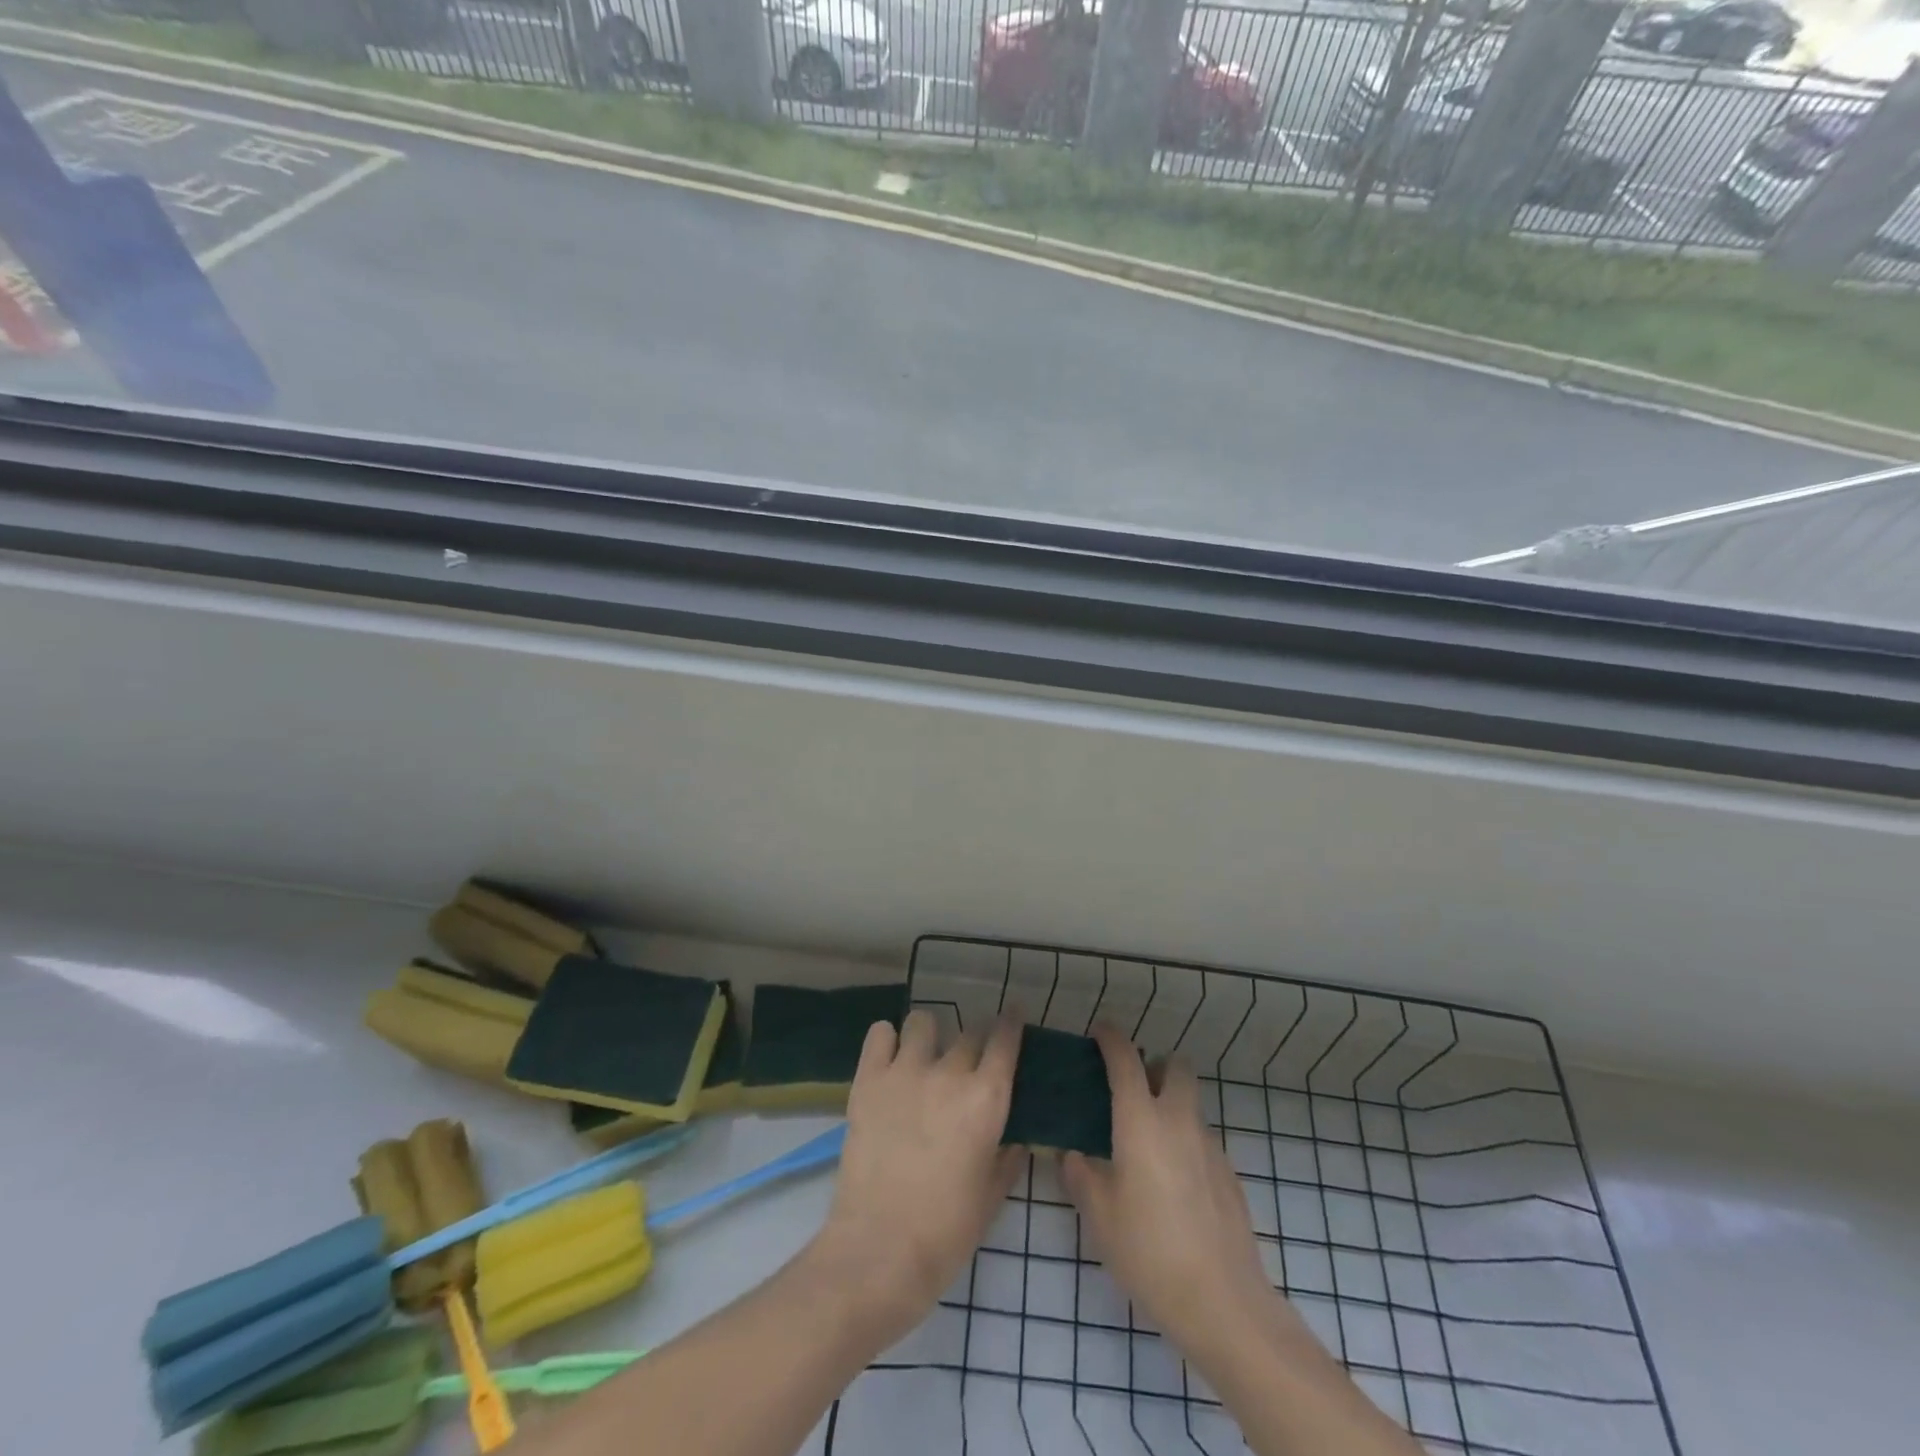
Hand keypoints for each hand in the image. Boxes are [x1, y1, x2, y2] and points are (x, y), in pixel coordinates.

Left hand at [808, 1011, 1025, 1347]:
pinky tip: (890, 1059)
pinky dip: (887, 1040)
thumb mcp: (991, 1198)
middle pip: (969, 1033)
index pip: (1005, 1040)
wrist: (878, 1251)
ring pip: (923, 1023)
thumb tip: (1015, 1138)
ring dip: (929, 1036)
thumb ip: (1007, 1159)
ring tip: (924, 1057)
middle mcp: (950, 1073)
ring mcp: (905, 1071)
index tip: (1013, 1013)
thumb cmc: (945, 1233)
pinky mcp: (868, 1079)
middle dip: (974, 1042)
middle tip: (967, 1064)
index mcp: (987, 1099)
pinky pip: (880, 1033)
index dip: (1011, 1022)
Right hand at [1061, 1025, 1275, 1351]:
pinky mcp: (1230, 1175)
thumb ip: (1080, 1176)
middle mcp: (1178, 1121)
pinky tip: (1173, 1185)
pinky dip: (1185, 1143)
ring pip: (1190, 1104)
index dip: (1111, 1038)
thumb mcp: (1099, 1215)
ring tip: (1147, 1146)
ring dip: (1170, 1106)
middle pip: (1175, 1067)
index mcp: (1141, 1121)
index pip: (1126, 1059)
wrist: (1222, 1302)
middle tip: (1131, 1091)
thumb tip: (1071, 1155)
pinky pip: (1202, 1140)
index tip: (1099, 1031)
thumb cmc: (1149, 1251)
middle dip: (1155, 1066)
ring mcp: (1210, 1146)